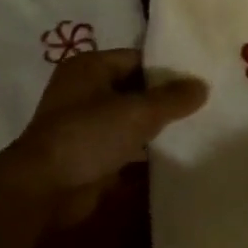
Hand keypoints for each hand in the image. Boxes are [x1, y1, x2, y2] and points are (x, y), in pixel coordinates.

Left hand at [0, 48, 207, 222]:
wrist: (44, 189)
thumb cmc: (88, 136)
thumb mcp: (137, 112)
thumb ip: (172, 98)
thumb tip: (202, 85)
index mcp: (89, 67)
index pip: (137, 58)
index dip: (167, 69)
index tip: (199, 80)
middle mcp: (84, 91)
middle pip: (133, 88)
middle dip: (164, 99)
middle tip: (202, 106)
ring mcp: (84, 125)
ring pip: (128, 120)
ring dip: (154, 127)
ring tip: (195, 129)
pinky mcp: (87, 155)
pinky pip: (122, 147)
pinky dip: (143, 152)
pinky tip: (172, 156)